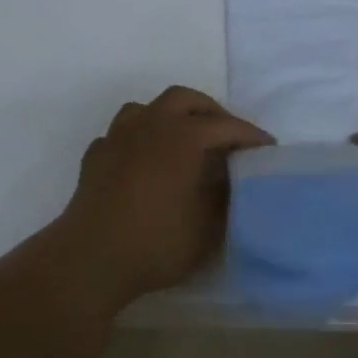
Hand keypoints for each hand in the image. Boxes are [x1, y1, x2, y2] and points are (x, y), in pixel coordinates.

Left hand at [53, 86, 272, 304]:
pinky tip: (141, 161)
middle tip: (226, 134)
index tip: (268, 147)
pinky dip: (137, 141)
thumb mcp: (207, 227)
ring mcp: (117, 138)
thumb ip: (224, 198)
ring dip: (169, 117)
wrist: (90, 258)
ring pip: (146, 109)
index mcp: (182, 136)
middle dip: (209, 111)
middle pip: (184, 99)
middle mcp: (149, 125)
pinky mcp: (95, 158)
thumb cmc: (156, 242)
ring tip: (181, 140)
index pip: (224, 125)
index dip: (249, 135)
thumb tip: (229, 181)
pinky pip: (120, 135)